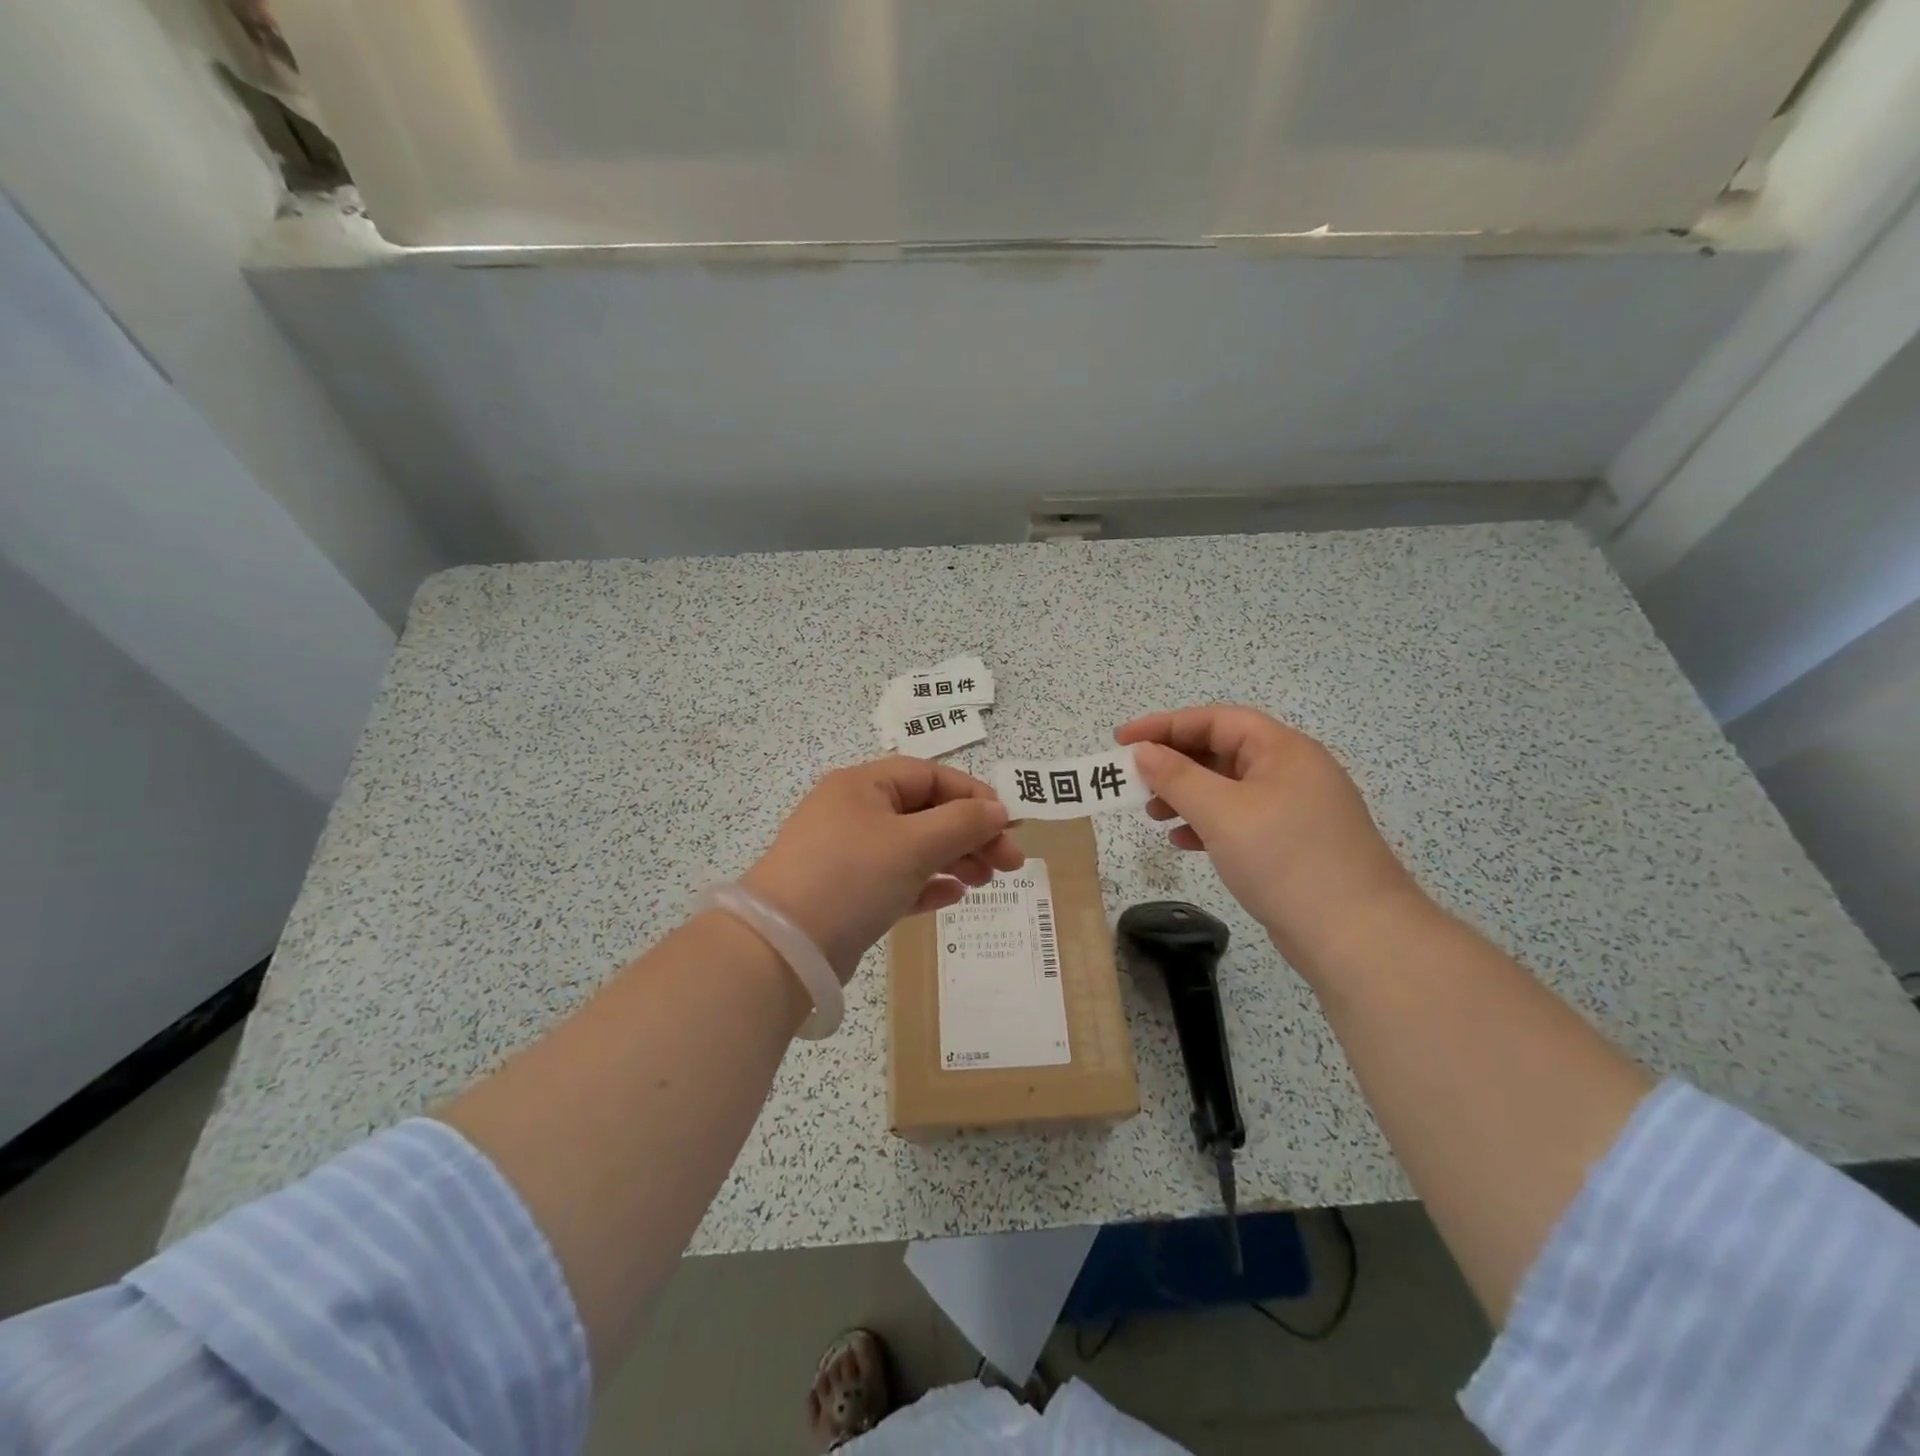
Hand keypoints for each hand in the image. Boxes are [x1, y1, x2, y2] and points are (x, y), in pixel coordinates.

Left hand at [742, 757, 1024, 980]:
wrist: (781, 948)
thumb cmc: (851, 877)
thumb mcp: (913, 844)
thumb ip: (962, 823)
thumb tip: (998, 810)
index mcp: (864, 785)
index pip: (930, 776)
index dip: (973, 795)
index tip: (1008, 824)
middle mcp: (854, 812)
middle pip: (925, 813)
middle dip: (970, 834)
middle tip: (1009, 864)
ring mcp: (847, 854)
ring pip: (913, 848)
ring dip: (953, 859)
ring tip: (985, 882)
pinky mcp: (846, 893)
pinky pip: (896, 880)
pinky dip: (926, 884)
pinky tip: (952, 897)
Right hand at [1116, 706, 1420, 969]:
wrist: (1357, 937)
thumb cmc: (1285, 859)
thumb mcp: (1222, 813)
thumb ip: (1177, 777)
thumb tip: (1143, 752)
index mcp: (1283, 750)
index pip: (1216, 720)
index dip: (1165, 725)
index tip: (1122, 740)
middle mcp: (1291, 771)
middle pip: (1222, 751)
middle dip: (1174, 763)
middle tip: (1133, 780)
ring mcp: (1295, 809)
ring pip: (1228, 788)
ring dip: (1187, 795)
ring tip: (1152, 813)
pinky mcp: (1293, 844)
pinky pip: (1240, 819)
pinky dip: (1208, 824)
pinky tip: (1183, 841)